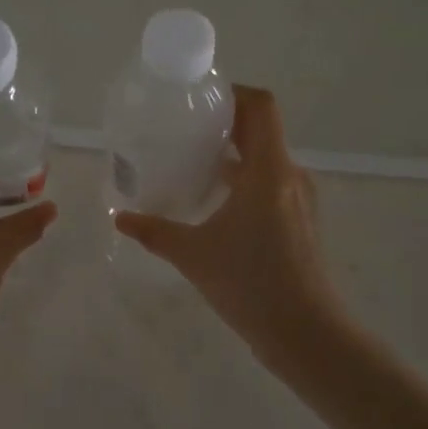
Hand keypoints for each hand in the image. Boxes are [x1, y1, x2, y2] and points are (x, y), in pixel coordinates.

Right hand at [114, 86, 344, 358]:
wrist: (307, 335)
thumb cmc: (251, 285)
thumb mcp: (193, 255)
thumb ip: (154, 231)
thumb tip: (120, 218)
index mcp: (269, 171)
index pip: (261, 107)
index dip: (232, 93)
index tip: (199, 99)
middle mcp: (290, 176)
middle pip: (262, 130)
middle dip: (225, 124)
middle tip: (184, 129)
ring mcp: (300, 200)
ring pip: (266, 159)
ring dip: (235, 154)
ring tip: (194, 163)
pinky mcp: (301, 222)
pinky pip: (272, 183)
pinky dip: (246, 180)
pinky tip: (217, 204)